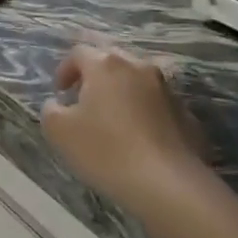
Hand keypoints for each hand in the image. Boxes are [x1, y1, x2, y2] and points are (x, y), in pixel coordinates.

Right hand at [41, 45, 210, 215]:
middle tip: (84, 98)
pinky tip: (138, 138)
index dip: (65, 70)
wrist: (167, 184)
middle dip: (95, 75)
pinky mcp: (186, 114)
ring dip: (122, 92)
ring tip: (112, 118)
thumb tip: (58, 104)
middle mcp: (139, 67)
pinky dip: (144, 112)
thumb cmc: (105, 150)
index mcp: (105, 66)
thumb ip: (51, 110)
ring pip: (138, 80)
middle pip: (112, 60)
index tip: (60, 92)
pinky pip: (157, 104)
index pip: (79, 53)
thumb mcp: (58, 131)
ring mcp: (167, 90)